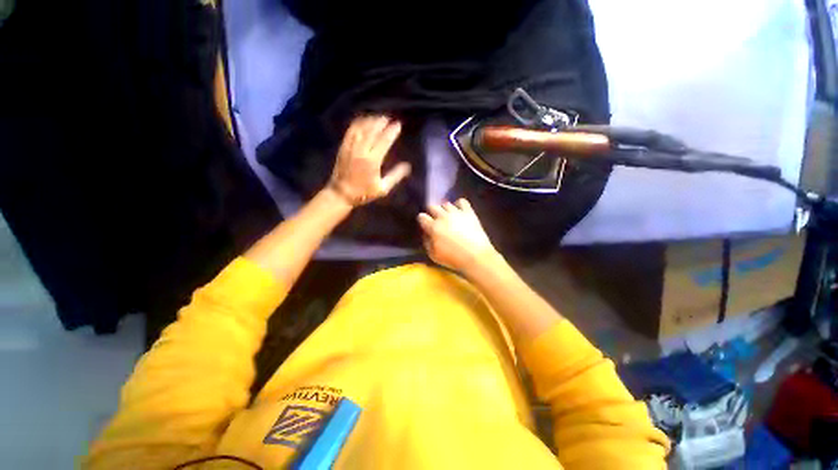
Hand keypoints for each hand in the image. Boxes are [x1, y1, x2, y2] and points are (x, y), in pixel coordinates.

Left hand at [329, 115, 410, 205]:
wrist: (341, 194)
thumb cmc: (364, 193)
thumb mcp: (383, 188)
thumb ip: (395, 176)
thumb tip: (407, 166)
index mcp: (372, 161)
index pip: (384, 141)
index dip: (391, 132)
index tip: (398, 124)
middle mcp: (361, 151)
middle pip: (372, 131)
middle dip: (381, 123)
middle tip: (389, 118)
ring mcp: (351, 147)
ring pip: (361, 129)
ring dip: (370, 121)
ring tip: (378, 117)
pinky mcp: (343, 147)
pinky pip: (351, 131)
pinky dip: (357, 123)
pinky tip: (363, 119)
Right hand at [418, 199, 499, 272]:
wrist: (476, 256)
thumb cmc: (453, 258)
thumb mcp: (434, 255)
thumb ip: (427, 242)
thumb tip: (426, 233)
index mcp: (433, 227)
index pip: (422, 217)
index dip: (422, 220)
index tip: (425, 225)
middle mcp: (443, 216)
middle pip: (432, 206)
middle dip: (432, 212)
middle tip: (436, 220)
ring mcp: (456, 213)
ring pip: (446, 204)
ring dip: (445, 210)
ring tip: (448, 217)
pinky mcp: (469, 212)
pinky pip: (461, 201)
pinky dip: (459, 205)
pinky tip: (459, 212)